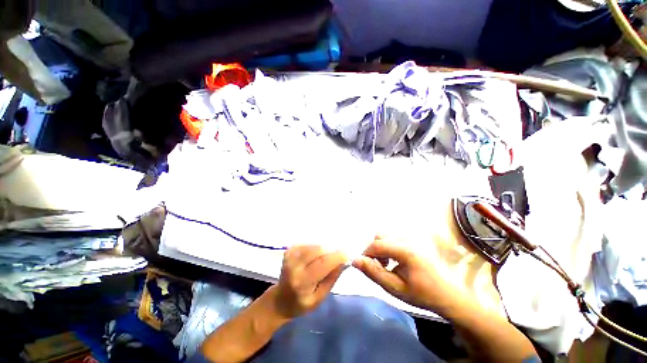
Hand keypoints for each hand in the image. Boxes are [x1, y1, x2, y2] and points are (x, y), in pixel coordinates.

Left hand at [272, 245, 346, 318]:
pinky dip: (316, 248)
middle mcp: (294, 265)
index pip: (323, 263)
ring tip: (326, 259)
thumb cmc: (301, 303)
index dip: (337, 256)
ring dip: (324, 250)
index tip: (347, 254)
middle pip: (319, 250)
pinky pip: (309, 244)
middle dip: (332, 252)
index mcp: (302, 281)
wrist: (280, 300)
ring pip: (315, 245)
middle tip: (338, 257)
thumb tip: (343, 261)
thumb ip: (332, 278)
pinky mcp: (290, 250)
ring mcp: (290, 255)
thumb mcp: (320, 298)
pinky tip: (316, 257)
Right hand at [353, 238, 460, 312]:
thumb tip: (355, 260)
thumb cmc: (423, 294)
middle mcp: (408, 238)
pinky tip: (395, 260)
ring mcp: (413, 237)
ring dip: (381, 248)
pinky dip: (388, 246)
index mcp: (406, 250)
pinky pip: (393, 237)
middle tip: (379, 267)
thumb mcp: (396, 288)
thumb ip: (374, 273)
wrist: (449, 295)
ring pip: (386, 235)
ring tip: (387, 264)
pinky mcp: (415, 239)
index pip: (376, 244)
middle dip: (373, 250)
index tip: (365, 267)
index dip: (366, 254)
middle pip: (380, 236)